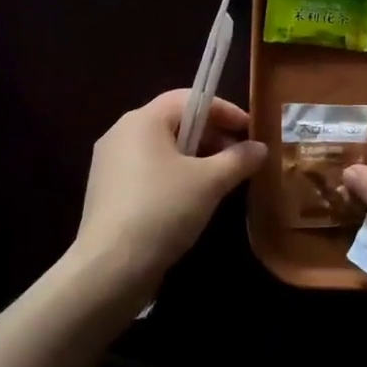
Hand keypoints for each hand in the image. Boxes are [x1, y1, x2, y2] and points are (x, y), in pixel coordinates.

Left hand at [71, 89, 265, 296]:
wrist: (109, 268)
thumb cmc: (162, 210)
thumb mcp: (210, 183)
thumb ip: (238, 159)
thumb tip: (260, 147)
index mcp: (142, 120)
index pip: (190, 98)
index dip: (224, 110)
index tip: (251, 130)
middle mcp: (121, 132)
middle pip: (175, 122)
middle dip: (211, 135)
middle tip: (239, 158)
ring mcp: (109, 163)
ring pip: (162, 148)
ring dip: (195, 158)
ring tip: (220, 181)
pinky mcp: (106, 191)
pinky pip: (147, 170)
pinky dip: (174, 175)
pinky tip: (191, 200)